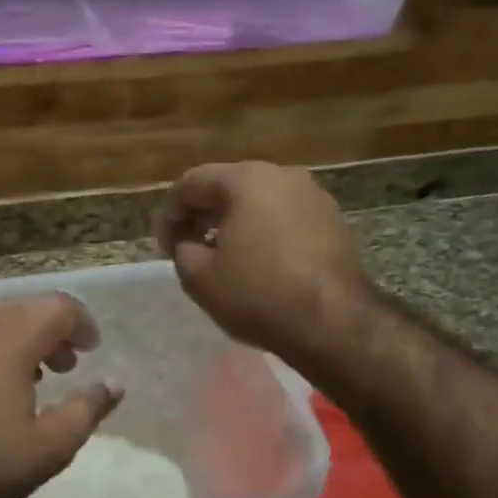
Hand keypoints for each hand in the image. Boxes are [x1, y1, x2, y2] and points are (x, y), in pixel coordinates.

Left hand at [0, 295, 122, 497]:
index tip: (91, 351)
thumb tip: (113, 385)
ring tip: (22, 381)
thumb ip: (86, 409)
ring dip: (14, 341)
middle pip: (22, 310)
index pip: (59, 307)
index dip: (82, 325)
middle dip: (49, 334)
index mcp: (8, 333)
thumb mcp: (47, 447)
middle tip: (62, 368)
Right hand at [157, 161, 370, 371]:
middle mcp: (283, 176)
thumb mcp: (199, 278)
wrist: (332, 321)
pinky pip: (285, 218)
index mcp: (246, 180)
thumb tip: (188, 243)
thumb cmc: (257, 294)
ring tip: (221, 256)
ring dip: (234, 223)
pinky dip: (263, 232)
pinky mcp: (333, 222)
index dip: (170, 213)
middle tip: (187, 246)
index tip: (164, 244)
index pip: (192, 183)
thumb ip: (182, 251)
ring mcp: (314, 197)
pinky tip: (256, 263)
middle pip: (229, 186)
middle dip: (203, 214)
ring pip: (260, 201)